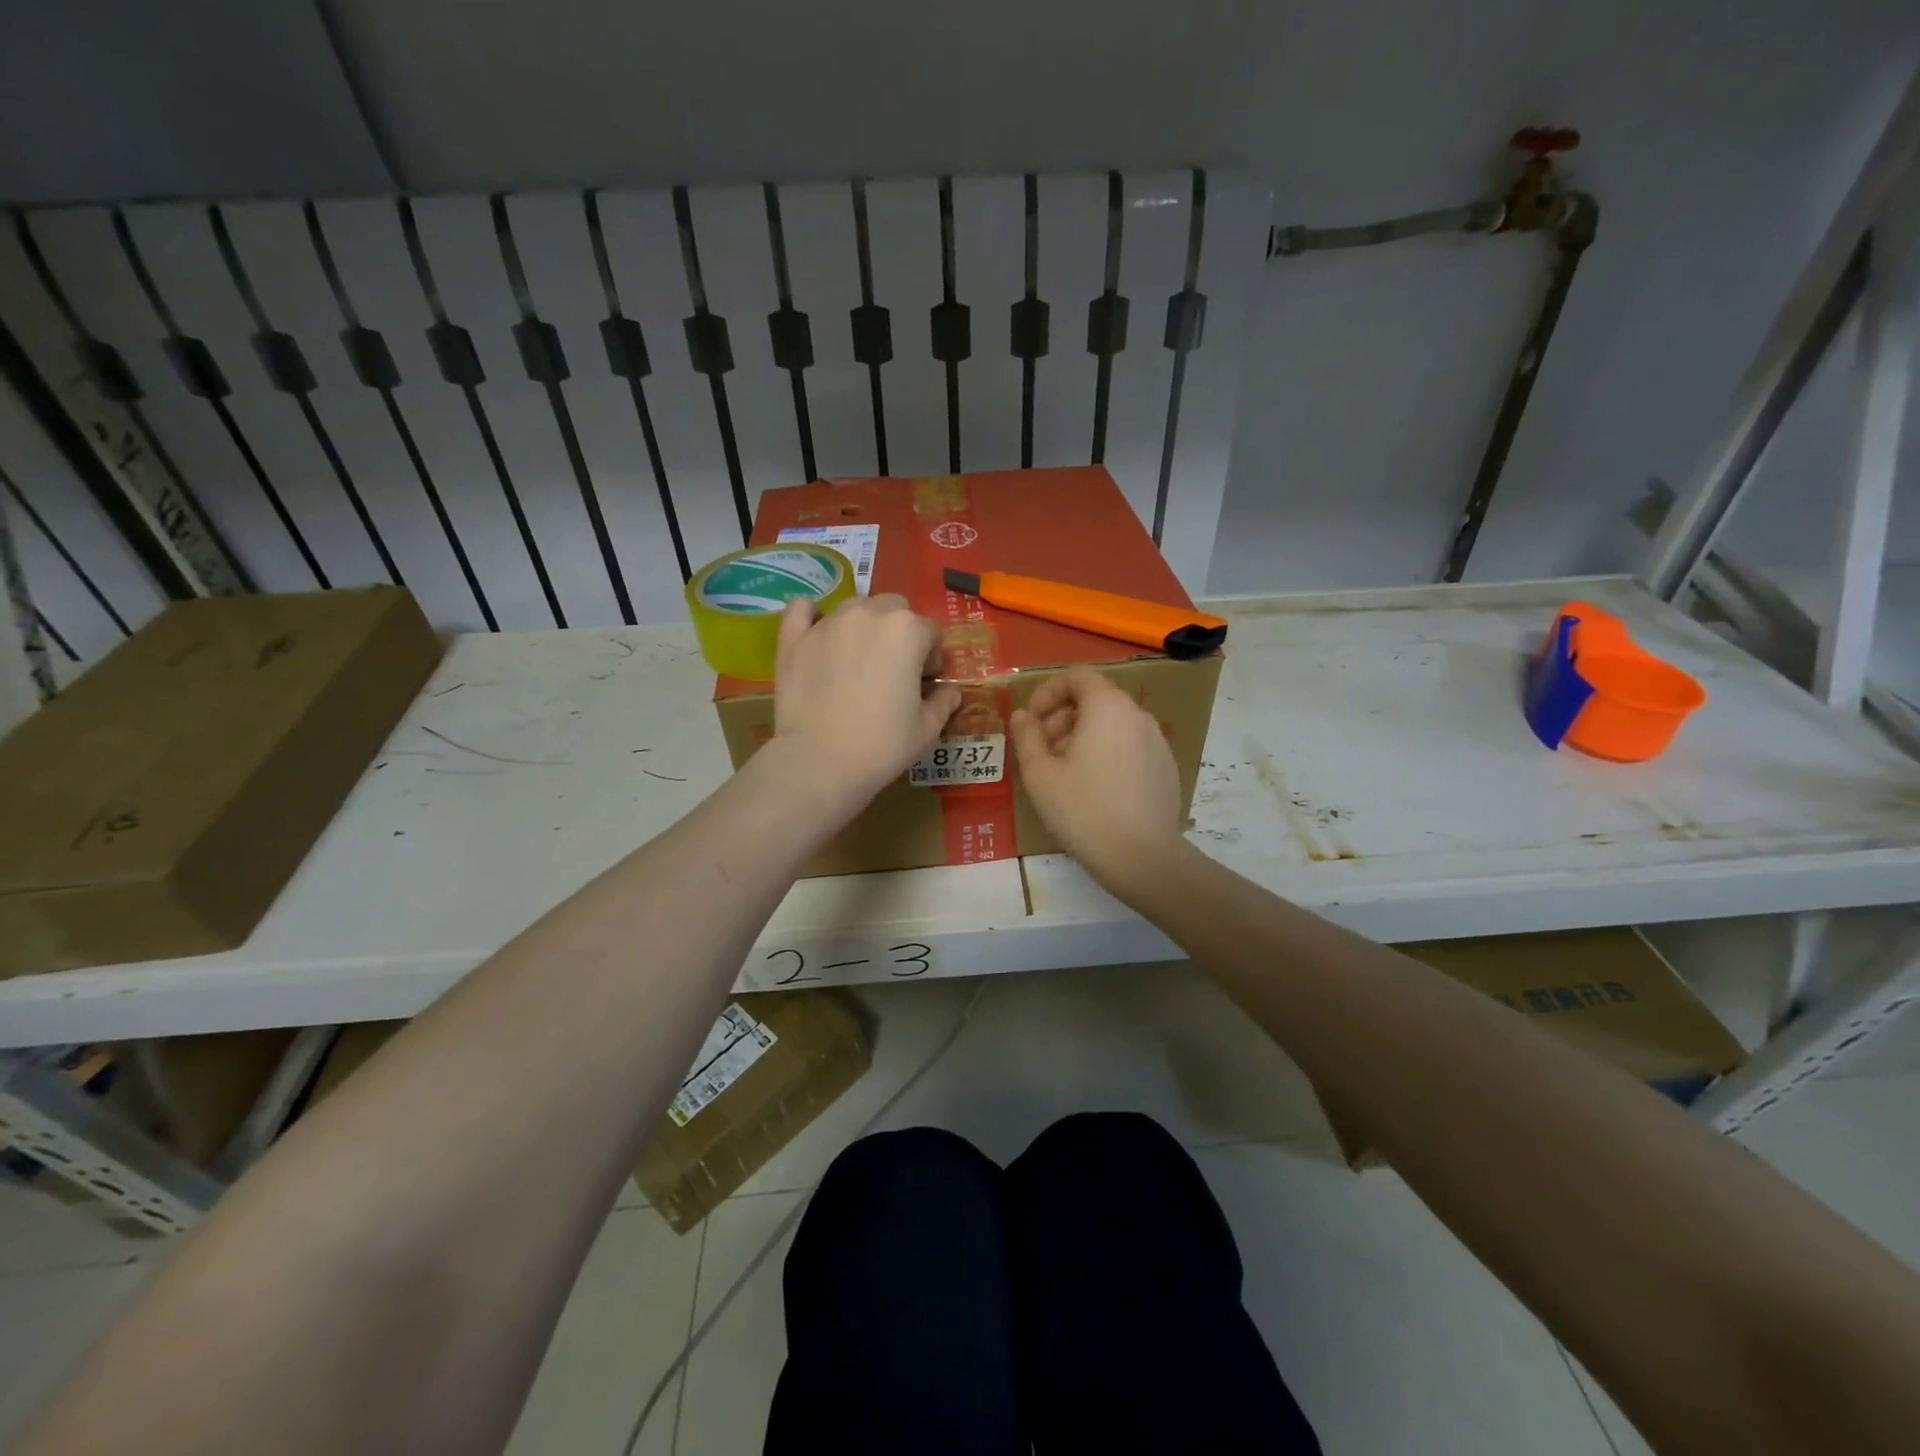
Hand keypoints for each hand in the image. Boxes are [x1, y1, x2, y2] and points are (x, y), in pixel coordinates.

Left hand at [772, 594, 961, 806]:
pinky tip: (819, 635)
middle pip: (894, 608)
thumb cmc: (882, 745)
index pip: (931, 633)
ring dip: (864, 625)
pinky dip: (813, 617)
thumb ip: (943, 702)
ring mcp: (828, 623)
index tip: (925, 683)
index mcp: (907, 631)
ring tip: (858, 660)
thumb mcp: (927, 729)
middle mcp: (868, 614)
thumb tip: (949, 692)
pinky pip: (803, 610)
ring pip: (855, 607)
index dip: (932, 658)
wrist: (820, 761)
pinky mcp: (794, 638)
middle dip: (900, 632)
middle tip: (894, 669)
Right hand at [1010, 666, 1187, 894]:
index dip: (1048, 692)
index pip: (1077, 676)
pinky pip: (1130, 746)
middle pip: (1095, 699)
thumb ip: (1027, 736)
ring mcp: (1157, 742)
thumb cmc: (1083, 810)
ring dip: (1083, 737)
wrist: (1142, 857)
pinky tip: (1095, 790)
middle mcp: (1138, 715)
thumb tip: (1022, 715)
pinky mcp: (1166, 767)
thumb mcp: (1039, 773)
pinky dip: (1108, 753)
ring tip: (1064, 773)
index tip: (1031, 721)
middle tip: (1042, 751)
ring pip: (1113, 724)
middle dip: (1063, 717)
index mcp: (1107, 707)